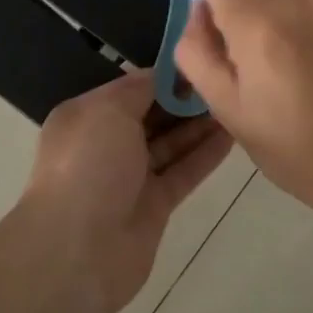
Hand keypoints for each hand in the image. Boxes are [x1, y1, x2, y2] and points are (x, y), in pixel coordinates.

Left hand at [18, 71, 233, 312]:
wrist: (76, 252)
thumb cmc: (87, 166)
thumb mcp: (108, 110)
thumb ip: (139, 88)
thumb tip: (163, 74)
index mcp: (87, 116)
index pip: (132, 87)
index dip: (165, 75)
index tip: (201, 60)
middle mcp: (106, 143)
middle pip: (153, 115)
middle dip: (185, 98)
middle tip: (226, 79)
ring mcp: (131, 177)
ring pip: (171, 143)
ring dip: (200, 124)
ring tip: (236, 101)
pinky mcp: (154, 205)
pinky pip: (183, 172)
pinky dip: (205, 154)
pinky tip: (233, 135)